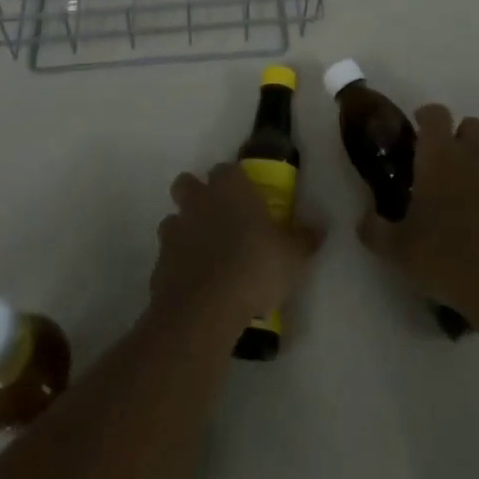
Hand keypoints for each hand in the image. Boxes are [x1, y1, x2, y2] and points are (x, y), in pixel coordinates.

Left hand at [149, 162, 321, 332]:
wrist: (205, 309)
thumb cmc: (254, 267)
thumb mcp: (293, 255)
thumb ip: (304, 239)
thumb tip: (319, 228)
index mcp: (230, 187)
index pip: (227, 169)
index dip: (234, 181)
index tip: (246, 198)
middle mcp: (199, 200)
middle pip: (187, 184)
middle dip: (197, 196)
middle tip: (218, 220)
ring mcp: (175, 231)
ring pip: (173, 220)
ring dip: (185, 232)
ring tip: (205, 257)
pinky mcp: (158, 265)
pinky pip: (168, 259)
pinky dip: (178, 268)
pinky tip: (195, 288)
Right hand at [357, 105, 478, 328]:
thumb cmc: (445, 257)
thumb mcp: (397, 250)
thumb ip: (374, 230)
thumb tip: (364, 219)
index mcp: (440, 155)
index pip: (436, 113)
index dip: (427, 117)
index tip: (419, 130)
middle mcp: (475, 155)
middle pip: (472, 126)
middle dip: (461, 139)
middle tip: (448, 169)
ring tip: (477, 202)